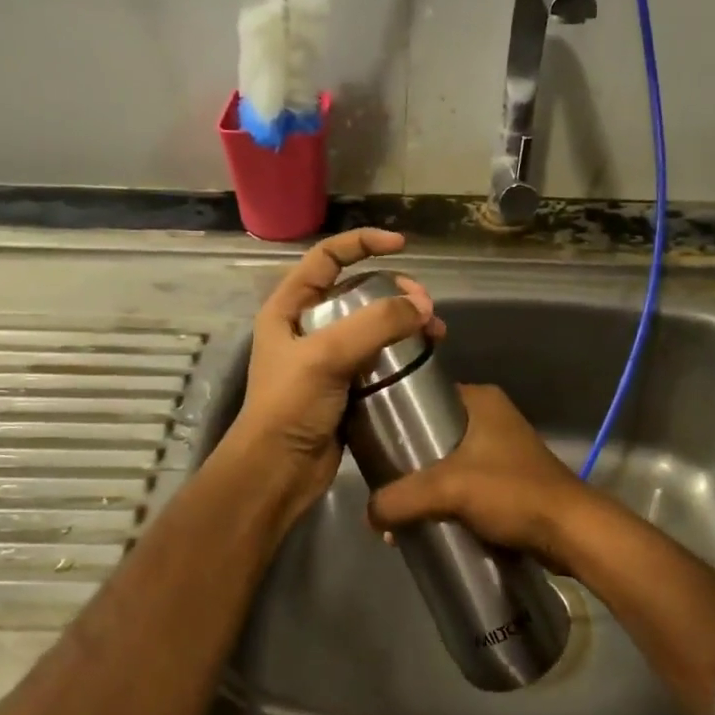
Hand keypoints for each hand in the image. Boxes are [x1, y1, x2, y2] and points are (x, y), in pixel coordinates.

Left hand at [227, 229, 444, 518]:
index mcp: (289, 308)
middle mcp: (307, 327)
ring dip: (405, 323)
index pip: (326, 258)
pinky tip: (425, 358)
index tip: (400, 245)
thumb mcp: (327, 355)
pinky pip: (379, 357)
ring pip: (373, 326)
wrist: (278, 471)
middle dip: (395, 291)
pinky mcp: (345, 386)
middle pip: (357, 291)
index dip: (362, 243)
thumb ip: (375, 324)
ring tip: (436, 333)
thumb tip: (422, 307)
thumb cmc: (291, 406)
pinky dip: (402, 352)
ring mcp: (327, 358)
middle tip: (425, 305)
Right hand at [365, 384, 597, 574]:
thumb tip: (368, 514)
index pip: (424, 395)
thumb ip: (401, 497)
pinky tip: (423, 520)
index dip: (395, 415)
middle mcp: (491, 417)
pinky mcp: (507, 479)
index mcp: (480, 400)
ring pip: (446, 461)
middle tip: (378, 480)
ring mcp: (501, 449)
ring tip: (396, 509)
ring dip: (424, 484)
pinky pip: (463, 483)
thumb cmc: (512, 493)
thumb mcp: (448, 489)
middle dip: (405, 459)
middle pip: (432, 431)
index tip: (369, 440)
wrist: (569, 532)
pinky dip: (444, 499)